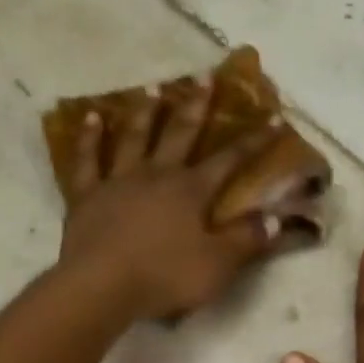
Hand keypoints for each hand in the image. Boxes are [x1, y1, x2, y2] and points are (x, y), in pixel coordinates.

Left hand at [57, 78, 279, 321]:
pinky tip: (91, 116)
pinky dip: (88, 137)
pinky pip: (86, 159)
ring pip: (133, 137)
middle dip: (197, 106)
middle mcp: (157, 175)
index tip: (273, 117)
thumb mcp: (217, 265)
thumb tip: (277, 219)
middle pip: (180, 133)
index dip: (254, 140)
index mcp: (191, 191)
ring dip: (144, 112)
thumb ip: (247, 240)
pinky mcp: (86, 195)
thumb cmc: (164, 277)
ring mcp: (118, 181)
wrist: (102, 286)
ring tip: (151, 88)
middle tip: (205, 76)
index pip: (230, 160)